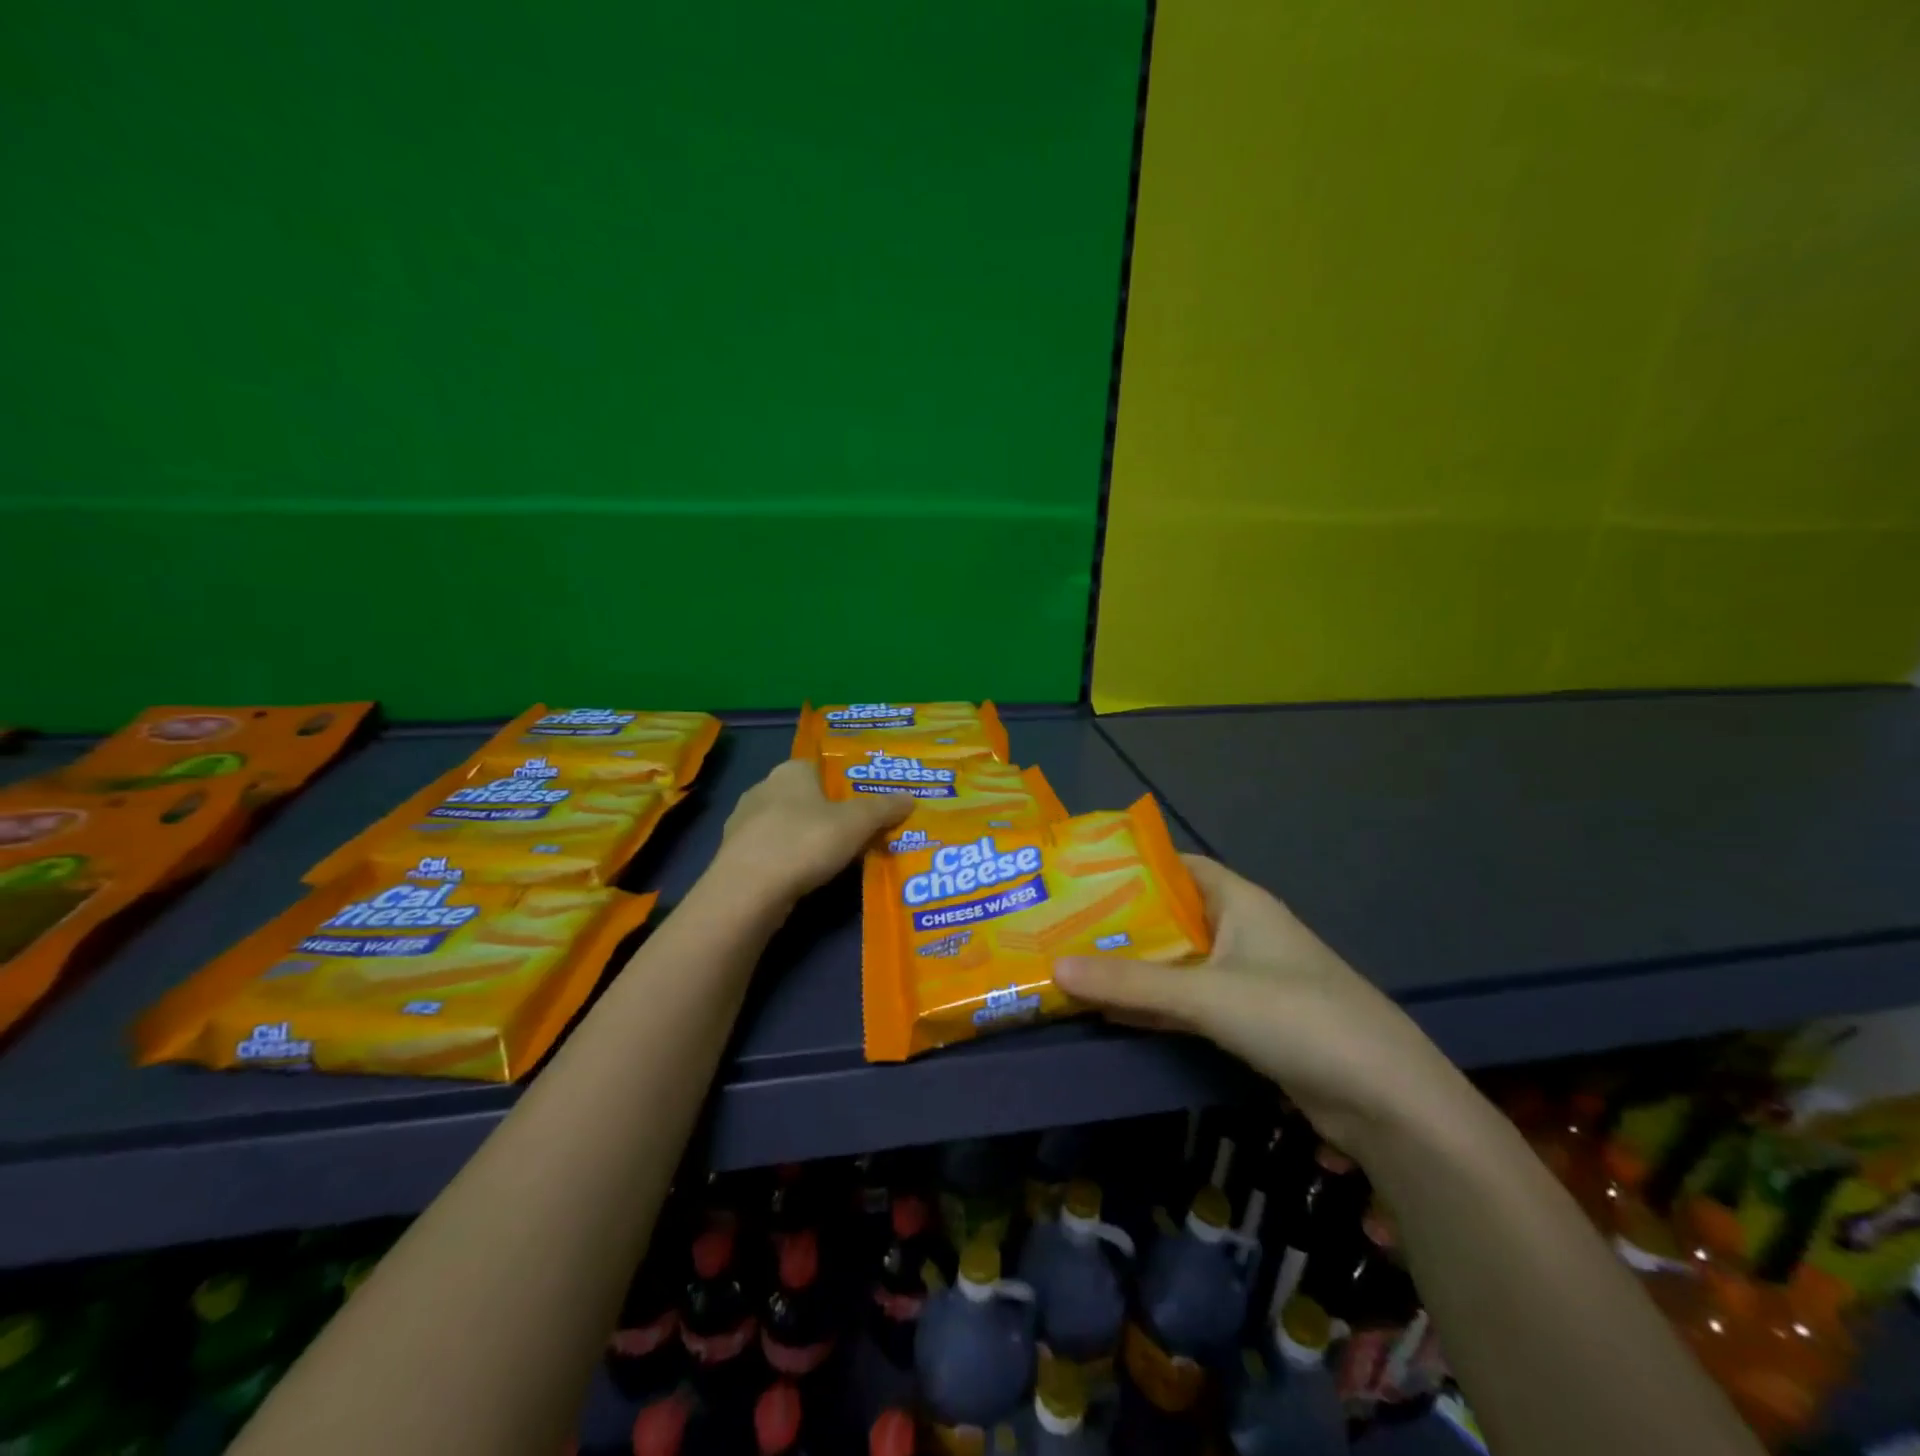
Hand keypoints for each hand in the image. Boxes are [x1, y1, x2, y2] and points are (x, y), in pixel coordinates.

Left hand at [712, 760, 913, 905]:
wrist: (747, 891)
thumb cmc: (805, 843)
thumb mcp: (856, 824)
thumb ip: (884, 809)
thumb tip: (910, 798)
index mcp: (790, 770)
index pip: (821, 767)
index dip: (844, 784)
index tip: (864, 804)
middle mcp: (763, 788)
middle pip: (805, 796)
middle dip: (827, 812)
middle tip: (856, 832)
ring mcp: (743, 822)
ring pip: (786, 824)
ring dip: (806, 837)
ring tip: (833, 858)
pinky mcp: (734, 854)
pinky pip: (771, 850)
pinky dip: (788, 859)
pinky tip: (803, 876)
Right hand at [1054, 856, 1465, 1150]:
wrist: (1385, 1101)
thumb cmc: (1296, 1017)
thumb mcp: (1207, 994)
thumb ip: (1132, 982)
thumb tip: (1055, 966)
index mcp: (1241, 903)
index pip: (1181, 867)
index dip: (1137, 865)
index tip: (1084, 871)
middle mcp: (1242, 933)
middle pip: (1172, 917)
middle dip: (1123, 921)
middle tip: (1063, 922)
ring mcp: (1246, 980)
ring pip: (1177, 964)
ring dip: (1134, 967)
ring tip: (1073, 963)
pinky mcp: (1249, 1024)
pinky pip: (1188, 1003)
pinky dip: (1153, 1005)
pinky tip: (1110, 1013)